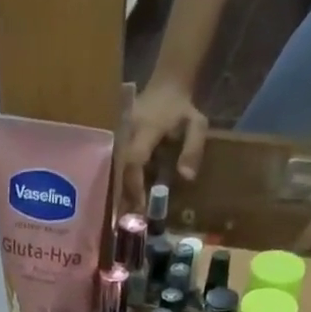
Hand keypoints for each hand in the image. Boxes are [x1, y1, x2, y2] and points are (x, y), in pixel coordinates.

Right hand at [121, 78, 207, 207]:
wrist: (165, 87)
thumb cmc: (182, 109)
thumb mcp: (197, 124)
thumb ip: (193, 149)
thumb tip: (186, 178)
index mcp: (145, 128)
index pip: (134, 161)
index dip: (135, 186)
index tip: (140, 209)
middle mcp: (126, 133)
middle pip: (119, 171)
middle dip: (123, 198)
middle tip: (128, 224)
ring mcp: (117, 138)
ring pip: (113, 172)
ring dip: (118, 196)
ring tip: (123, 220)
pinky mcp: (114, 144)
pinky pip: (113, 169)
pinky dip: (118, 187)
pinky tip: (122, 205)